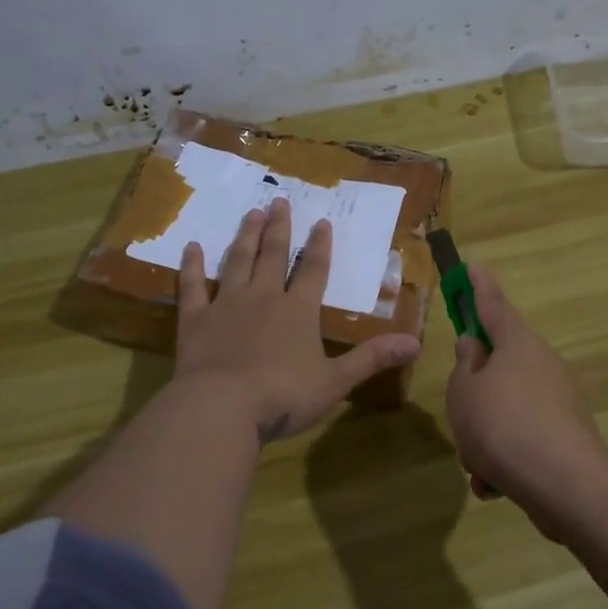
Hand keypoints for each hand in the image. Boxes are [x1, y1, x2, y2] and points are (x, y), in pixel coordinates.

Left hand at [175, 198, 421, 442]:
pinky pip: (192, 287)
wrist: (223, 407)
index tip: (321, 221)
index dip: (319, 245)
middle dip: (277, 228)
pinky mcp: (195, 320)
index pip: (313, 270)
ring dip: (245, 237)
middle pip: (272, 255)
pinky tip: (191, 247)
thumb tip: (416, 343)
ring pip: (237, 262)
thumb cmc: (284, 395)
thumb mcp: (336, 381)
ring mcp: (226, 305)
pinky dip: (191, 267)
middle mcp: (263, 298)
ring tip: (250, 213)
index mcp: (298, 311)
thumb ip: (372, 358)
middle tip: (278, 201)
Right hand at [446, 263, 607, 537]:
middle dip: (474, 394)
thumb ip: (464, 365)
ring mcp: (557, 401)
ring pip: (505, 409)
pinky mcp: (564, 437)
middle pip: (498, 365)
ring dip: (484, 435)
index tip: (471, 265)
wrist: (565, 485)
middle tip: (459, 413)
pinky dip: (504, 460)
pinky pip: (521, 439)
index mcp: (518, 344)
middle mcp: (542, 365)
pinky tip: (495, 485)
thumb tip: (474, 346)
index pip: (493, 304)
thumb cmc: (502, 425)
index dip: (478, 286)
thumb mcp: (464, 391)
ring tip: (476, 464)